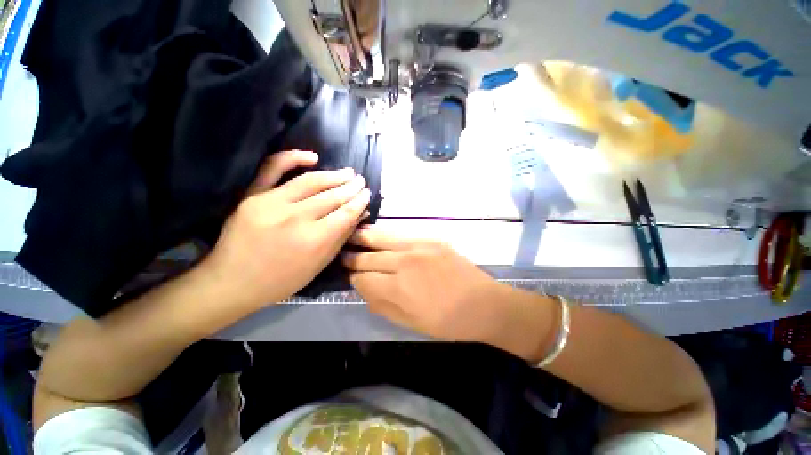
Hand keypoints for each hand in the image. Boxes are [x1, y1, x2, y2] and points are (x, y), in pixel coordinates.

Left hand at [204, 150, 370, 307]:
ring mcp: (272, 203)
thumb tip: (360, 215)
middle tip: (361, 181)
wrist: (233, 281)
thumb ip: (341, 238)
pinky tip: (312, 157)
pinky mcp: (252, 195)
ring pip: (310, 182)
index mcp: (315, 240)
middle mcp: (296, 218)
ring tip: (348, 172)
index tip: (367, 193)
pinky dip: (292, 158)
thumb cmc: (282, 280)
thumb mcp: (319, 265)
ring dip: (333, 175)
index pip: (345, 213)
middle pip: (332, 196)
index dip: (360, 201)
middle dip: (351, 187)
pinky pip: (272, 169)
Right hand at [343, 227, 516, 342]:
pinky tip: (377, 233)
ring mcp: (418, 247)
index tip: (351, 278)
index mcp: (398, 288)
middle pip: (368, 257)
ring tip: (351, 236)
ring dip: (363, 239)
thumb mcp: (410, 323)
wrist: (482, 303)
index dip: (353, 279)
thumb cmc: (447, 321)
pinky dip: (385, 235)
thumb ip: (382, 305)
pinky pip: (400, 234)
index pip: (363, 279)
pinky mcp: (430, 239)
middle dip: (353, 258)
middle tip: (343, 255)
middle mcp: (404, 262)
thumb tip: (364, 289)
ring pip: (381, 238)